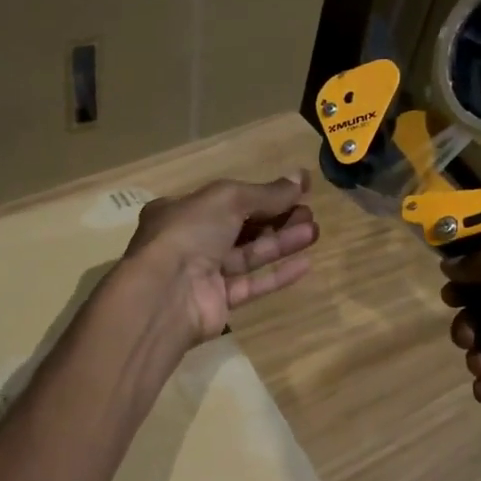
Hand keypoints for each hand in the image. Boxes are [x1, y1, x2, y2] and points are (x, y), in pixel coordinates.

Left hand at [122, 174, 318, 346]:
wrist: (166, 293)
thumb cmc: (190, 233)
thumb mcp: (228, 199)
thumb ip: (266, 193)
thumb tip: (300, 178)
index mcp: (182, 210)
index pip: (228, 199)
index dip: (263, 194)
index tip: (298, 190)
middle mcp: (190, 241)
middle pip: (240, 227)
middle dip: (276, 218)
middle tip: (309, 212)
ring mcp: (203, 274)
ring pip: (248, 255)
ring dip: (281, 242)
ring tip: (314, 231)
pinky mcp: (218, 302)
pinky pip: (251, 284)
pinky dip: (276, 275)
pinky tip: (305, 264)